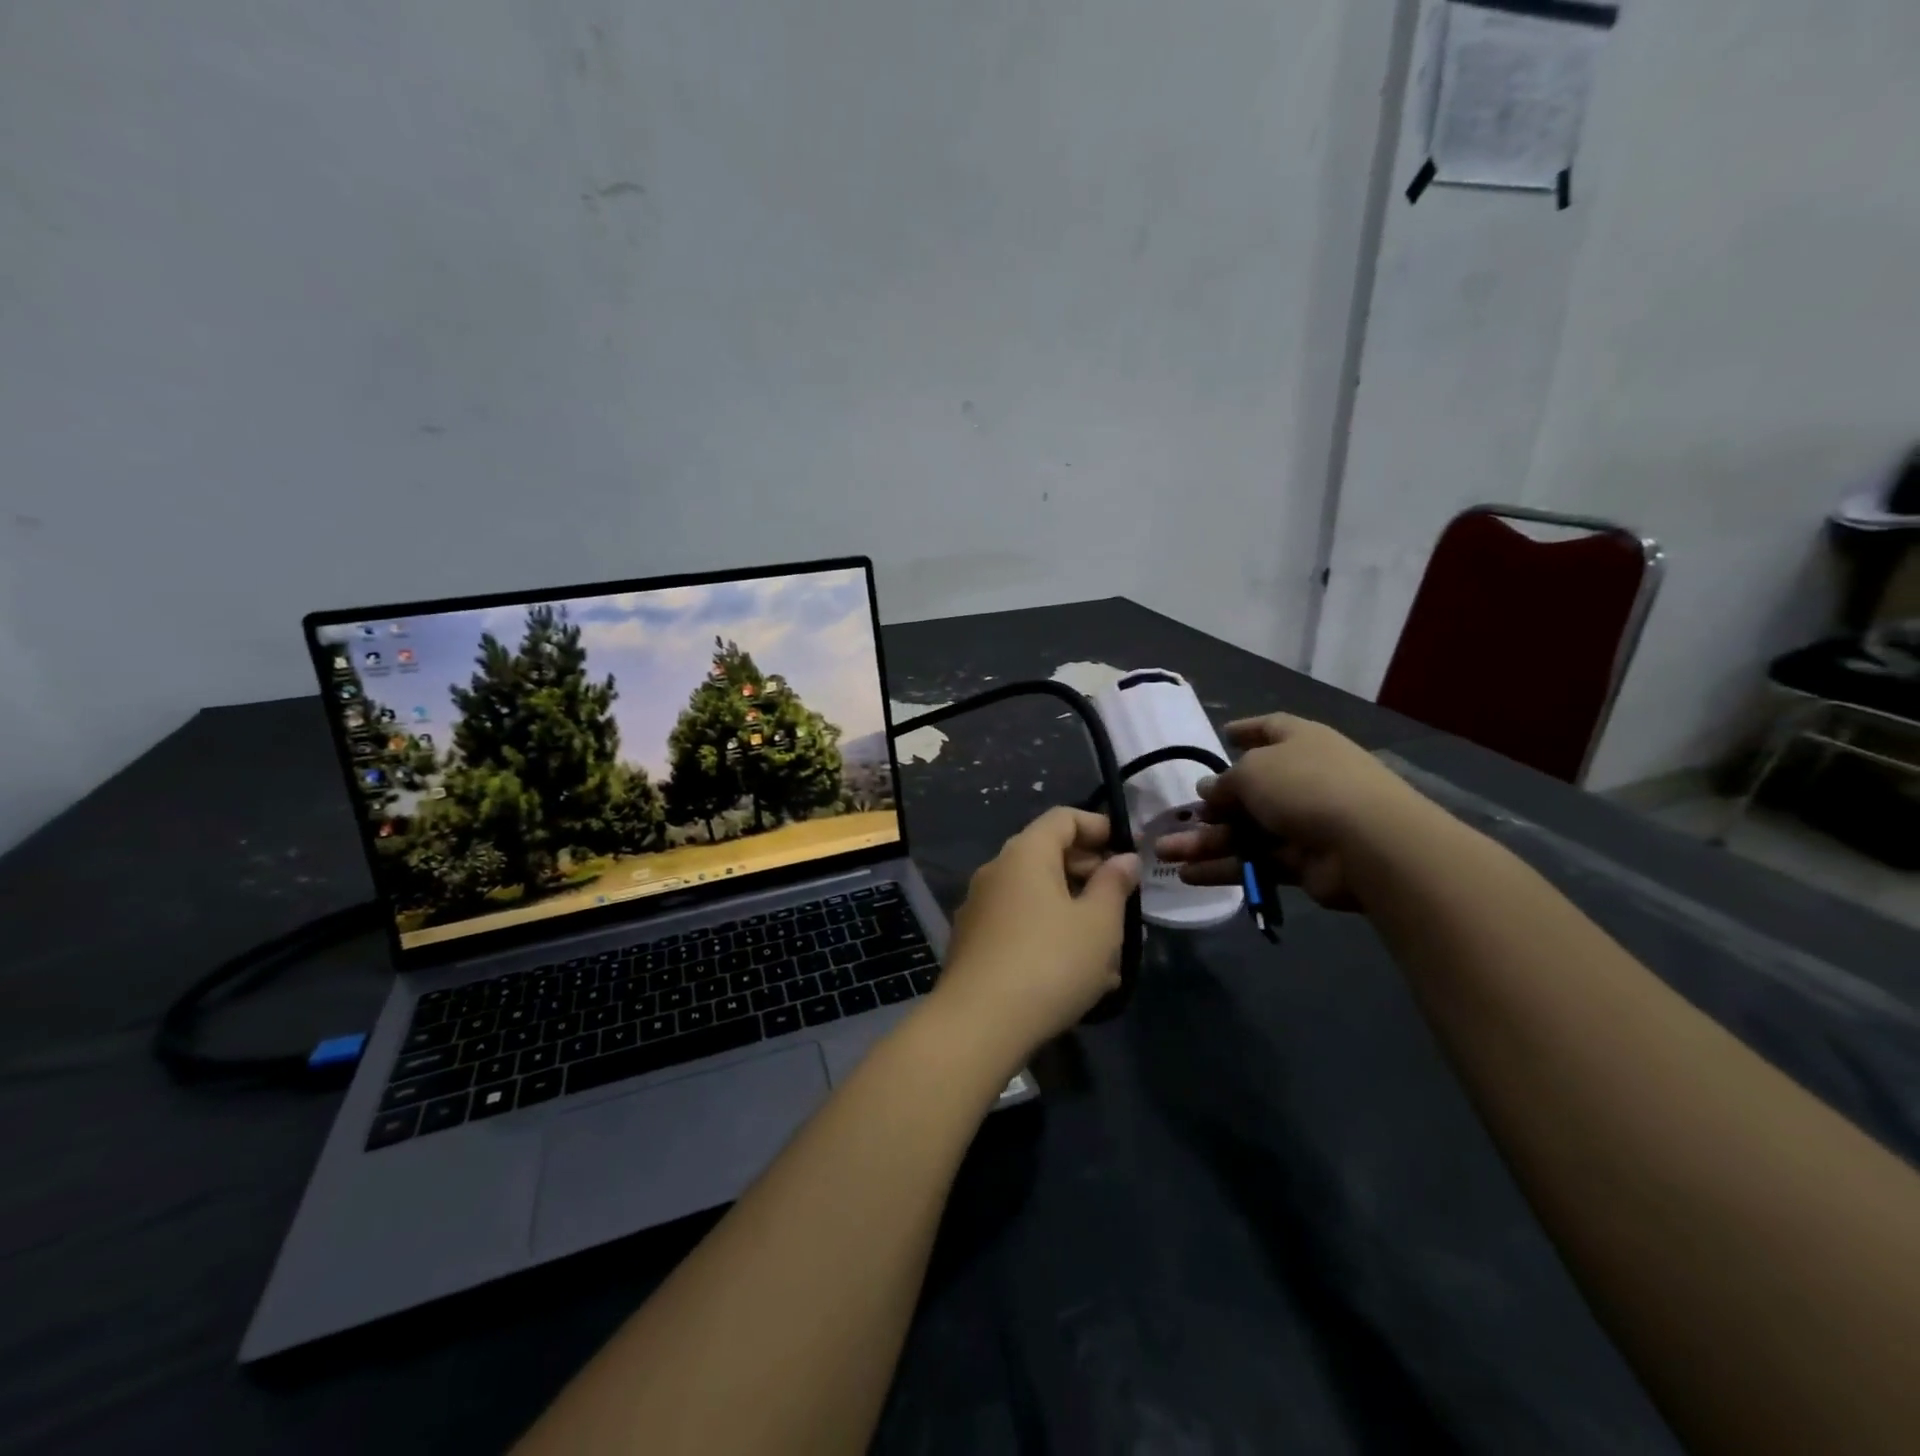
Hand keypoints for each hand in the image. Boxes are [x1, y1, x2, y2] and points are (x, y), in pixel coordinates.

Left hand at [931, 807, 1139, 1066]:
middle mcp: (996, 871)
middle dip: (1089, 874)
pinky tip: (1076, 974)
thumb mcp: (1098, 923)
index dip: (1099, 826)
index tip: (1129, 851)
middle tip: (1123, 902)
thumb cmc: (1050, 962)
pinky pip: (1020, 924)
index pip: (1063, 818)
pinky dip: (1049, 935)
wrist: (978, 1024)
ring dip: (1074, 911)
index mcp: (1025, 854)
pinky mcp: (973, 942)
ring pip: (1037, 896)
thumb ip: (1114, 884)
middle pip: (1048, 855)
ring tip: (1109, 950)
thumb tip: (1124, 858)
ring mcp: (979, 907)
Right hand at [1154, 714, 1432, 910]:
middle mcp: (1302, 778)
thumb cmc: (1306, 786)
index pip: (1270, 729)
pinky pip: (1255, 861)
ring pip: (1245, 831)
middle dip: (1212, 806)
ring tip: (1165, 852)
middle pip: (1249, 790)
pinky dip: (1224, 867)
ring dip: (1205, 842)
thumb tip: (1210, 790)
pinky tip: (1188, 875)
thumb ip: (1225, 782)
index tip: (1224, 734)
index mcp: (1299, 742)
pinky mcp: (1303, 862)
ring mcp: (1304, 821)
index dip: (1247, 730)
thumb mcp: (1252, 772)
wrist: (1368, 843)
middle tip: (1178, 817)